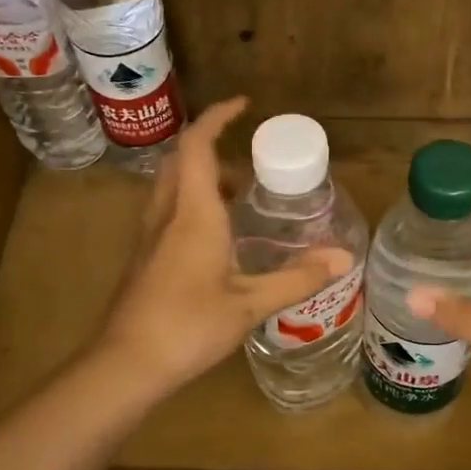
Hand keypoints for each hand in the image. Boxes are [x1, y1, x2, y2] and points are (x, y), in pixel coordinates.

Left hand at [90, 98, 352, 399]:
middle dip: (211, 148)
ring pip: (171, 186)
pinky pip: (168, 211)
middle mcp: (167, 214)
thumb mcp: (250, 304)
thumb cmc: (189, 326)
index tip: (243, 105)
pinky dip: (192, 205)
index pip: (197, 145)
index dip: (217, 117)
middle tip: (248, 164)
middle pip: (180, 160)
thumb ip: (297, 279)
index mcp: (193, 213)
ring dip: (201, 178)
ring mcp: (149, 236)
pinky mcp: (144, 258)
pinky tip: (217, 240)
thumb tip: (343, 258)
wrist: (127, 364)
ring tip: (239, 198)